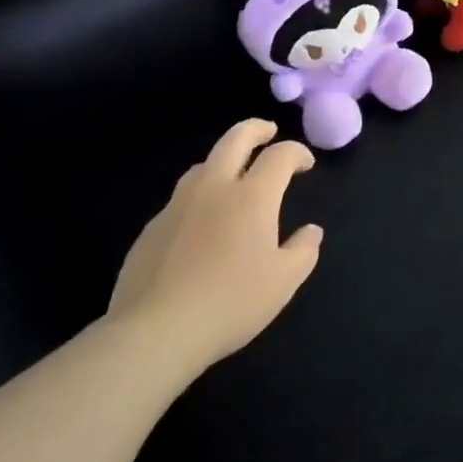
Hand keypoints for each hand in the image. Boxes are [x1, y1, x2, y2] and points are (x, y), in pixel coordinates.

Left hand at [109, 120, 322, 383]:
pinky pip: (180, 200)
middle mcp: (214, 188)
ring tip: (233, 175)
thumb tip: (311, 231)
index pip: (280, 155)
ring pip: (202, 165)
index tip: (305, 164)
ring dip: (223, 160)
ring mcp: (177, 206)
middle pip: (235, 139)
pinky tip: (200, 224)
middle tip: (268, 131)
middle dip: (256, 129)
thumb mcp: (283, 282)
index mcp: (252, 196)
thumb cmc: (229, 303)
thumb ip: (303, 250)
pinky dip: (198, 198)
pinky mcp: (151, 230)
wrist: (154, 333)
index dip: (297, 152)